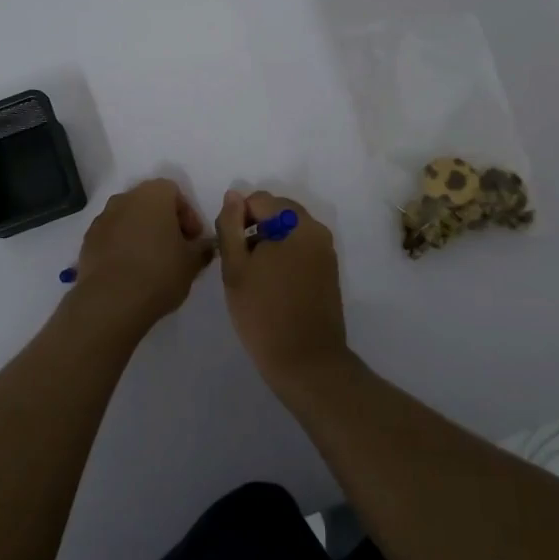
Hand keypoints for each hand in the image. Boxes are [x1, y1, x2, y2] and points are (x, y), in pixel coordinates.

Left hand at [64, 179, 211, 343]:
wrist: (111, 301)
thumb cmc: (159, 272)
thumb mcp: (192, 263)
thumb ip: (203, 248)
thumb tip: (206, 245)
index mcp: (154, 194)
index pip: (175, 193)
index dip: (188, 216)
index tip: (193, 241)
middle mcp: (126, 198)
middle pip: (150, 204)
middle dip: (164, 223)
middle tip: (175, 250)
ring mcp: (103, 218)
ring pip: (129, 219)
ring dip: (141, 234)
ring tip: (152, 263)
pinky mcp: (88, 240)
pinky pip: (111, 236)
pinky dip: (122, 247)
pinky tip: (130, 272)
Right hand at [217, 190, 347, 390]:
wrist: (306, 363)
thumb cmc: (264, 313)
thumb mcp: (235, 267)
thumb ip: (230, 226)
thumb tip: (233, 196)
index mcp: (296, 223)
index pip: (259, 200)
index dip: (238, 219)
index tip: (230, 250)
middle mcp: (317, 230)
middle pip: (277, 212)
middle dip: (254, 229)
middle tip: (239, 264)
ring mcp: (326, 252)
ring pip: (288, 232)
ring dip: (268, 244)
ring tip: (253, 278)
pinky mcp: (328, 272)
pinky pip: (300, 250)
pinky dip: (283, 258)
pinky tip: (271, 287)